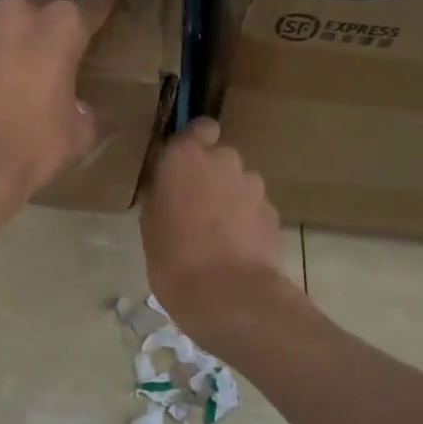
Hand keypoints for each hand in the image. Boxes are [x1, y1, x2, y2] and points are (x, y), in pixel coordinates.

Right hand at [140, 118, 284, 342]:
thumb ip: (160, 195)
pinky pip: (254, 209)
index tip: (182, 166)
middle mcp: (224, 161)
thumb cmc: (174, 258)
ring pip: (239, 184)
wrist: (229, 295)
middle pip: (219, 158)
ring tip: (216, 235)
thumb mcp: (149, 225)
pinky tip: (235, 249)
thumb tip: (166, 188)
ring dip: (230, 199)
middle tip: (194, 208)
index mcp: (186, 157)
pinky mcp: (273, 213)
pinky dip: (246, 222)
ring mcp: (254, 187)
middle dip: (210, 176)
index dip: (194, 143)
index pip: (199, 128)